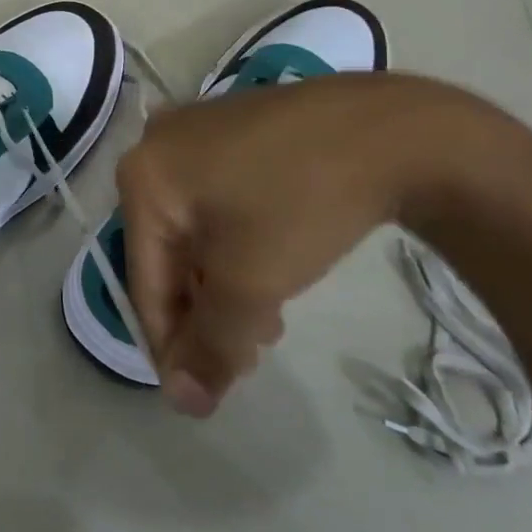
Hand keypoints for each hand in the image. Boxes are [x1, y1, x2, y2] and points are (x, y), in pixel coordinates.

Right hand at [117, 73, 489, 417]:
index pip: (143, 279)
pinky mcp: (233, 128)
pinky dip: (234, 242)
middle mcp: (155, 147)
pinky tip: (270, 266)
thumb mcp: (251, 283)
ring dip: (221, 282)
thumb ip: (212, 346)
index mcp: (141, 177)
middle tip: (245, 355)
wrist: (390, 128)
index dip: (170, 344)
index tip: (202, 394)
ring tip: (266, 320)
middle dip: (203, 311)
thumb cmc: (301, 202)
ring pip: (194, 228)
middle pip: (167, 252)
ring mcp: (195, 131)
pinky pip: (216, 198)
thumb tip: (183, 403)